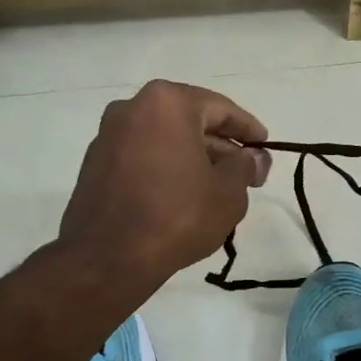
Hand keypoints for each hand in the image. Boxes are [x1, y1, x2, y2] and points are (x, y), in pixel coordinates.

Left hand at [60, 80, 270, 294]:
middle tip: (247, 173)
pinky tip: (183, 196)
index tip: (265, 146)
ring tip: (218, 188)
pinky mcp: (94, 166)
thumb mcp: (229, 192)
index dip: (248, 129)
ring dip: (193, 158)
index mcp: (167, 103)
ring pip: (164, 140)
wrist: (109, 257)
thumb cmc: (177, 215)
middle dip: (221, 147)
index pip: (220, 108)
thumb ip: (246, 167)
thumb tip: (254, 159)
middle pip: (189, 122)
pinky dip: (166, 169)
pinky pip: (142, 157)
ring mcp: (108, 137)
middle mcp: (131, 109)